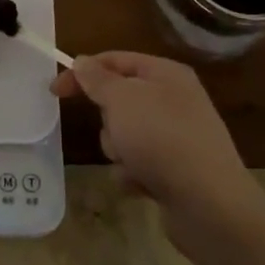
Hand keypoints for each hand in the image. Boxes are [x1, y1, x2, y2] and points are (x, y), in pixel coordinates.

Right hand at [52, 52, 264, 256]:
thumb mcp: (121, 99)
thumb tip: (83, 61)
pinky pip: (138, 163)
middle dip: (108, 120)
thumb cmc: (162, 139)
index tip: (54, 91)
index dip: (82, 72)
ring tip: (134, 163)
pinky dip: (134, 174)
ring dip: (119, 150)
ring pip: (124, 134)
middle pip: (119, 100)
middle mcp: (174, 100)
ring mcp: (177, 136)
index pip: (115, 60)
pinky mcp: (176, 169)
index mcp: (166, 74)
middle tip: (116, 132)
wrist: (210, 204)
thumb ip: (97, 79)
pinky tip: (143, 185)